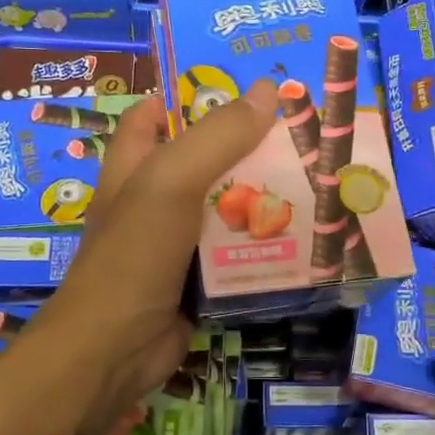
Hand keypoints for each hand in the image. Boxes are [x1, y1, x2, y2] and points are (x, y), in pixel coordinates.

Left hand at [27, 80, 278, 434]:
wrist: (115, 349)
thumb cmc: (134, 254)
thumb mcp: (171, 183)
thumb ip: (216, 137)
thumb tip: (265, 91)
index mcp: (134, 165)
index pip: (155, 114)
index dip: (190, 95)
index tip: (244, 85)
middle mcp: (154, 198)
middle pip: (205, 160)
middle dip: (248, 147)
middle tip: (303, 132)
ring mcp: (177, 242)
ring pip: (226, 208)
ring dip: (265, 197)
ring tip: (318, 178)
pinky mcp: (199, 279)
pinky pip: (237, 252)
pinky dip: (265, 244)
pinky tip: (306, 235)